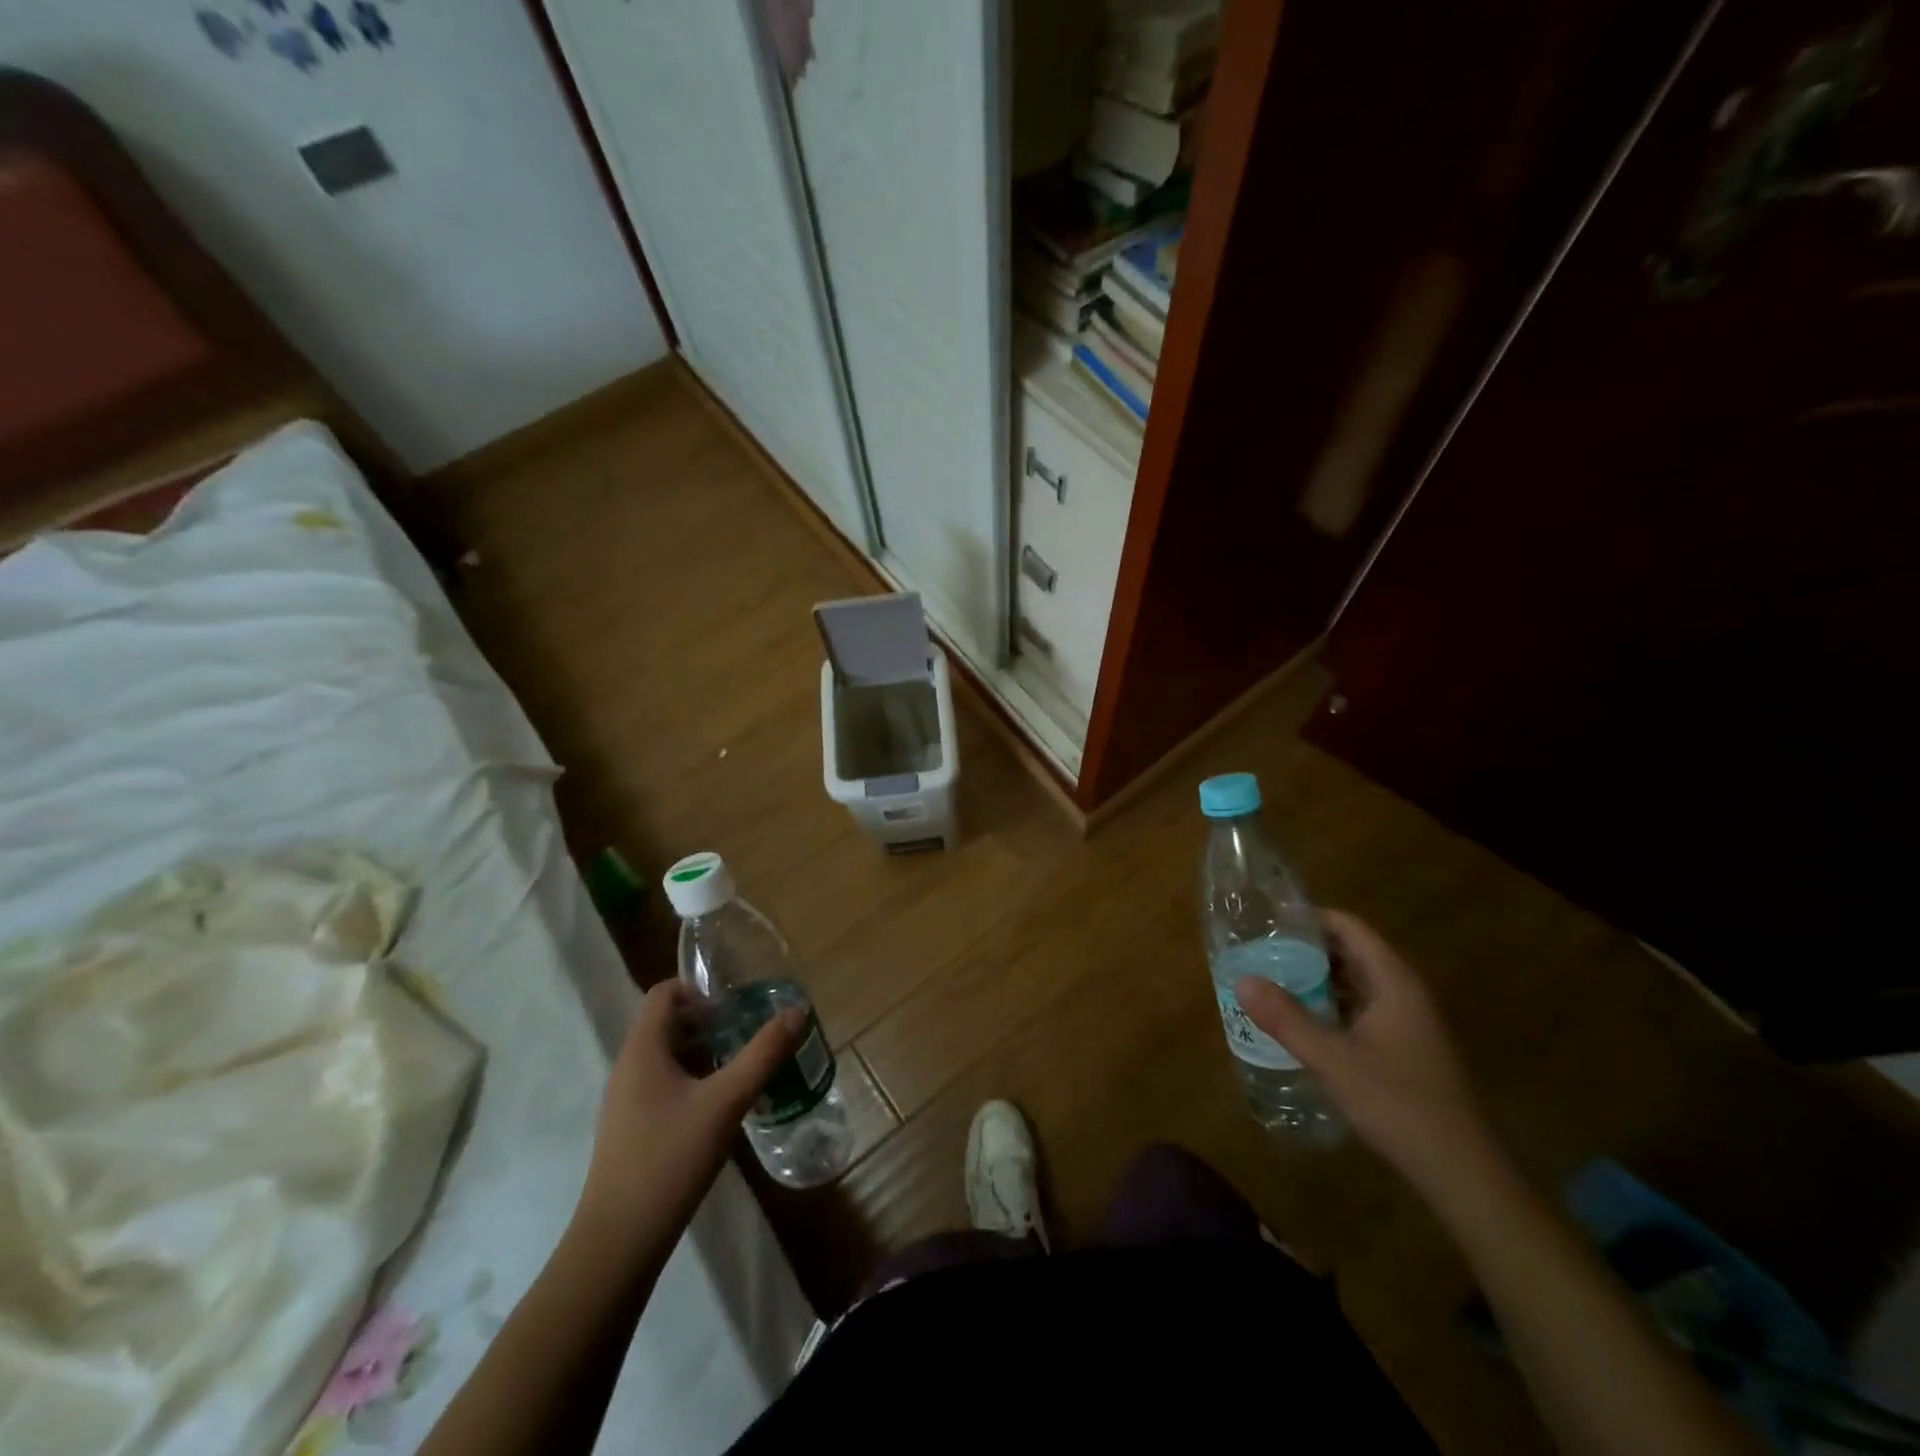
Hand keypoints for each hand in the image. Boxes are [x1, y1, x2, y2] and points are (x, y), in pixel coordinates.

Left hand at [577, 980, 799, 1244]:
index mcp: (642, 1050)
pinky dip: (693, 1080)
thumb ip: (764, 1054)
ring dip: (704, 1051)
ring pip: (666, 1057)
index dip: (699, 987)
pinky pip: (663, 1085)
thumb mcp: (727, 1101)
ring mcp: (625, 1102)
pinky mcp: (630, 1130)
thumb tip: (797, 1011)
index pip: (664, 992)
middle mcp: (628, 1068)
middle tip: (749, 1028)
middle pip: (667, 1023)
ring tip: (743, 1063)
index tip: (736, 1000)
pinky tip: (722, 1104)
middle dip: (709, 1020)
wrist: (619, 1242)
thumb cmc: (670, 1158)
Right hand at [1235, 911, 1492, 1187]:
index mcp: (1394, 983)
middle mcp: (1405, 994)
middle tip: (1262, 949)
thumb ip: (1287, 1019)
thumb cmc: (1399, 1104)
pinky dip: (1331, 1004)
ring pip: (1357, 983)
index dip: (1312, 917)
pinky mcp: (1406, 1049)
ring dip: (1318, 978)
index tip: (1271, 919)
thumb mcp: (1334, 1060)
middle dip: (1308, 948)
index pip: (1351, 928)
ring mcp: (1409, 1023)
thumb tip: (1242, 980)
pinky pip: (1362, 1009)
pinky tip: (1303, 1020)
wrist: (1462, 1173)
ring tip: (1273, 979)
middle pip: (1353, 952)